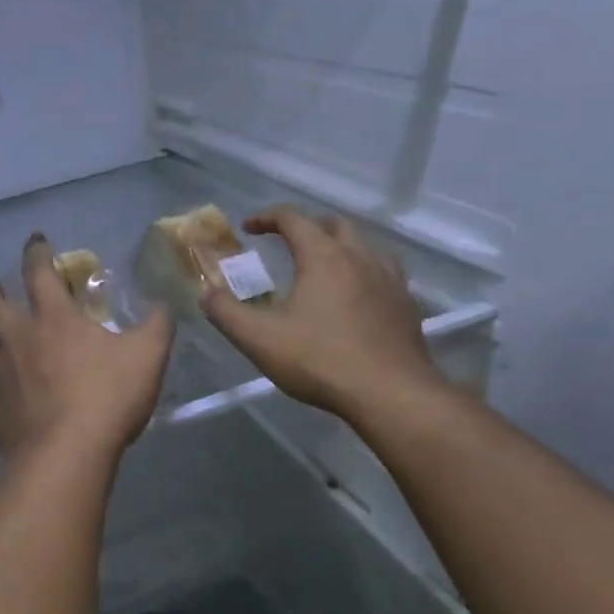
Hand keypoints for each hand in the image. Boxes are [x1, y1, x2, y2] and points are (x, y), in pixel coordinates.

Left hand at [0, 234, 173, 463]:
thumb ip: (157, 326)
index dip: (36, 251)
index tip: (36, 241)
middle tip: (0, 292)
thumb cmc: (107, 397)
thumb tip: (161, 306)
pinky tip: (6, 404)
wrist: (66, 456)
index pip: (37, 271)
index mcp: (53, 319)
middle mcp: (17, 340)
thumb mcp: (148, 356)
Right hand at [202, 206, 444, 418]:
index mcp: (323, 256)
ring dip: (340, 246)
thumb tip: (206, 293)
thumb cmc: (320, 361)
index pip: (293, 219)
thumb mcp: (259, 339)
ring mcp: (389, 280)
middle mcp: (359, 257)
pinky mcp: (406, 305)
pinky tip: (356, 296)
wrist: (392, 395)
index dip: (266, 218)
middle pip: (334, 224)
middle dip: (307, 227)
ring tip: (323, 267)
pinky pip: (384, 272)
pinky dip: (364, 271)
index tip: (248, 228)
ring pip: (365, 245)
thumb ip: (225, 312)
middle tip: (287, 243)